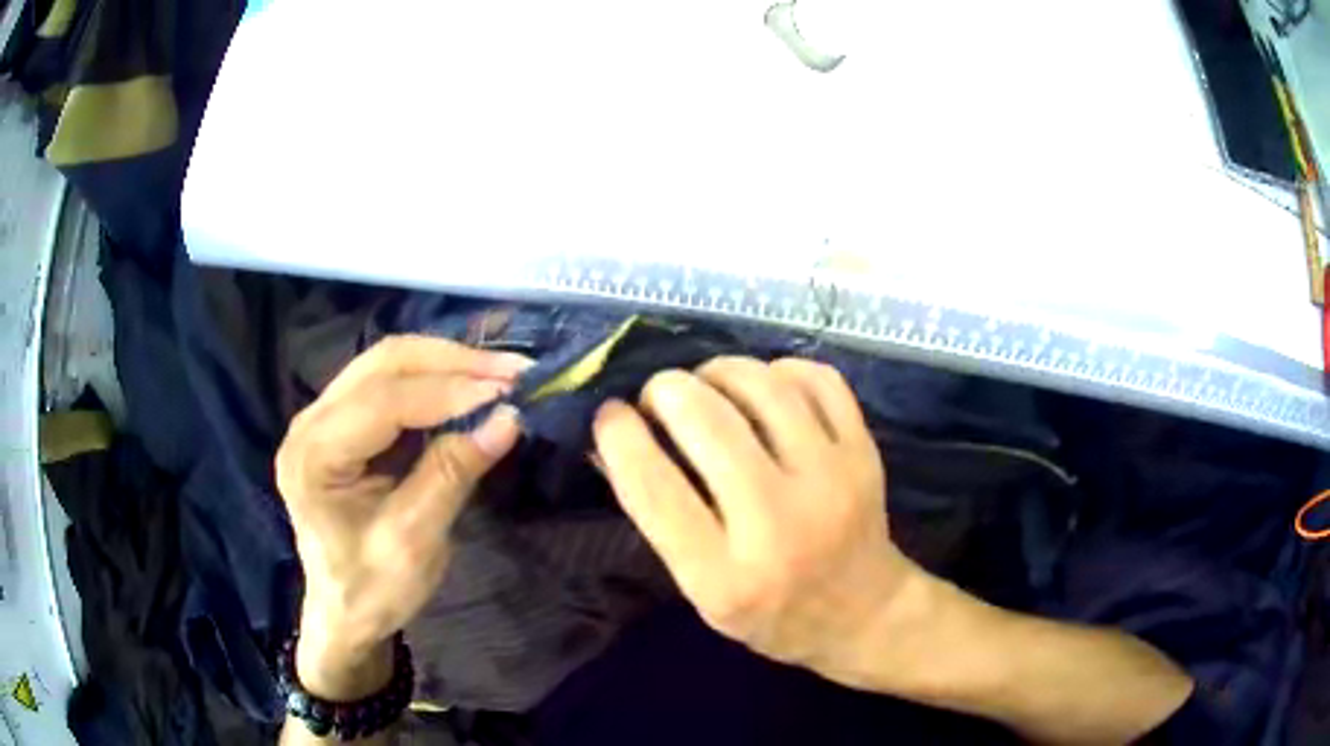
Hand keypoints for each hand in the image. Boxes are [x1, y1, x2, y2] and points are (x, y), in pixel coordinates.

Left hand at [275, 336, 527, 699]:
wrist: (344, 613)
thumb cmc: (372, 589)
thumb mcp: (415, 541)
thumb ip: (452, 474)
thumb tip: (508, 420)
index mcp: (314, 456)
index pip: (382, 401)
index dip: (447, 391)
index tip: (507, 393)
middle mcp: (309, 422)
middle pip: (382, 363)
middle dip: (451, 361)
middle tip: (511, 371)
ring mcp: (322, 417)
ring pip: (387, 363)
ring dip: (446, 363)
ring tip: (499, 374)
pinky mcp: (341, 422)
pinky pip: (389, 382)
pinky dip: (434, 380)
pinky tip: (468, 387)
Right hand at [592, 356, 922, 682]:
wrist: (863, 613)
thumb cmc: (769, 613)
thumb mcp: (700, 589)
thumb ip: (658, 518)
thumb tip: (613, 440)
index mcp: (724, 577)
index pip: (654, 488)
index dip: (620, 436)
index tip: (610, 414)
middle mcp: (779, 524)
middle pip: (708, 422)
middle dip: (667, 390)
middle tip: (660, 395)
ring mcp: (832, 480)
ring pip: (764, 386)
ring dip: (719, 370)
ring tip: (707, 383)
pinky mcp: (864, 452)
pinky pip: (818, 380)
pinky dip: (780, 369)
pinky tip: (765, 386)